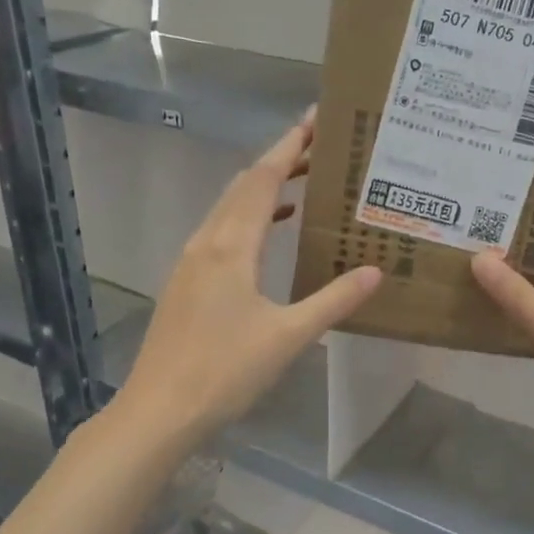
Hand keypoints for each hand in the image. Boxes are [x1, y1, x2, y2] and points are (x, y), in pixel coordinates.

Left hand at [118, 112, 383, 446]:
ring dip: (262, 189)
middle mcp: (206, 243)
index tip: (314, 121)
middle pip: (243, 185)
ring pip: (228, 208)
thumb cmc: (224, 371)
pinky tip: (268, 236)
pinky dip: (248, 219)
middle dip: (279, 161)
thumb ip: (333, 300)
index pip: (262, 179)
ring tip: (301, 184)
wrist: (158, 411)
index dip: (289, 147)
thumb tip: (375, 271)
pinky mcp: (185, 283)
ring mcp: (190, 262)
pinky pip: (220, 232)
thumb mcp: (288, 336)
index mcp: (231, 246)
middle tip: (320, 149)